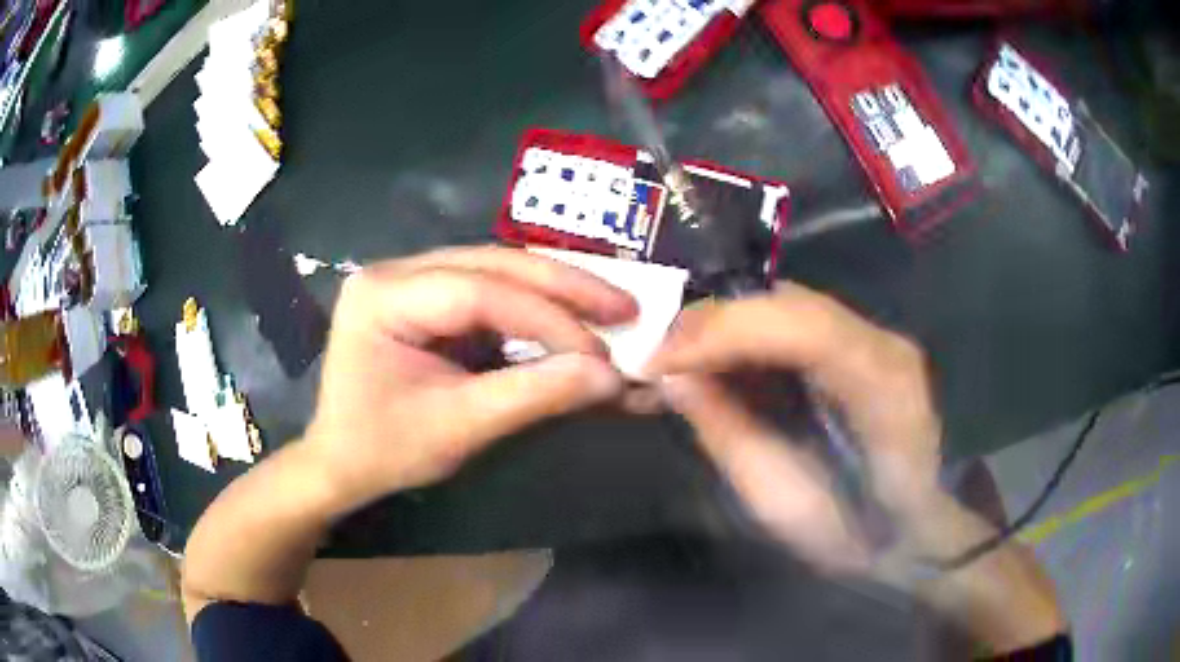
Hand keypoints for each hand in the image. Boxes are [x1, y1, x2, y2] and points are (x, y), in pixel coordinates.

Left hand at [303, 246, 637, 512]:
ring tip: (609, 307)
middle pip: (492, 264)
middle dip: (563, 286)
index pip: (478, 291)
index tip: (602, 352)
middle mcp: (395, 271)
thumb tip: (612, 377)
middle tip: (625, 305)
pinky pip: (490, 289)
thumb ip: (532, 396)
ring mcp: (410, 279)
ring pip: (497, 269)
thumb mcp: (458, 428)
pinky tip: (571, 316)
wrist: (341, 463)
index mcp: (383, 296)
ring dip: (556, 290)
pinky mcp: (426, 297)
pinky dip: (535, 306)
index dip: (548, 318)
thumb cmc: (384, 451)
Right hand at [645, 282, 941, 572]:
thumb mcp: (791, 508)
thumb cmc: (866, 535)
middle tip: (658, 356)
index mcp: (883, 387)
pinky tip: (720, 362)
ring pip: (790, 307)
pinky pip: (796, 325)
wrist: (926, 529)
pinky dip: (749, 336)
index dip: (724, 330)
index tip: (659, 359)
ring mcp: (878, 339)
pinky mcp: (864, 348)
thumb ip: (734, 439)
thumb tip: (675, 381)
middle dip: (716, 323)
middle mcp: (885, 343)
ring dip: (729, 326)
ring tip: (680, 359)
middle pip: (791, 304)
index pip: (802, 326)